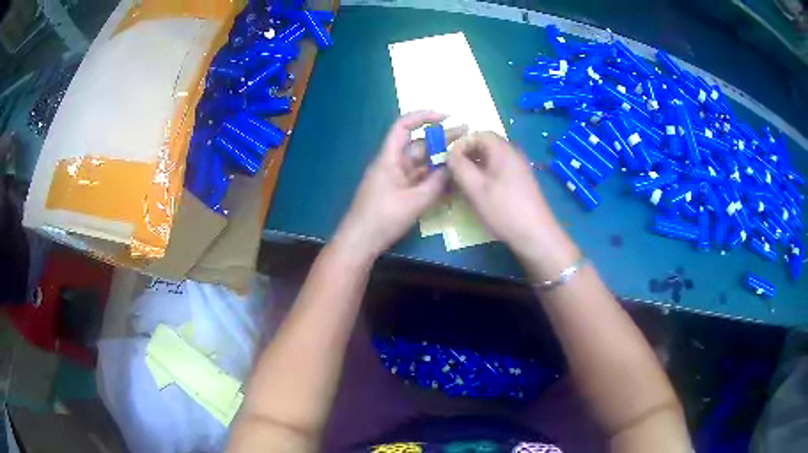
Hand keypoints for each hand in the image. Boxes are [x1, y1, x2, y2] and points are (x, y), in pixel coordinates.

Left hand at [334, 111, 466, 259]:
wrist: (360, 242)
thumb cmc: (382, 218)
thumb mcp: (414, 202)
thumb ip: (436, 184)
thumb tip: (452, 169)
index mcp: (389, 158)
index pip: (404, 126)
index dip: (424, 117)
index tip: (446, 118)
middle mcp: (393, 164)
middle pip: (418, 145)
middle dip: (441, 139)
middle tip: (466, 135)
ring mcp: (396, 179)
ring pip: (421, 163)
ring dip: (440, 159)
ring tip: (463, 156)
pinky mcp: (399, 193)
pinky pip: (419, 179)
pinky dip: (434, 177)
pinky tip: (451, 179)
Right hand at [447, 132, 578, 279]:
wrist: (535, 235)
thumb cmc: (503, 209)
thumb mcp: (475, 188)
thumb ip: (459, 166)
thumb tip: (450, 154)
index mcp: (503, 150)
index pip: (478, 134)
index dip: (461, 144)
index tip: (449, 160)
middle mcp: (513, 154)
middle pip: (485, 146)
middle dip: (467, 156)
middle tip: (454, 173)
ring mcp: (519, 169)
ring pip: (491, 160)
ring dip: (475, 168)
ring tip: (463, 185)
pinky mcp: (520, 183)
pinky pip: (499, 171)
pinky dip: (486, 176)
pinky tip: (480, 194)